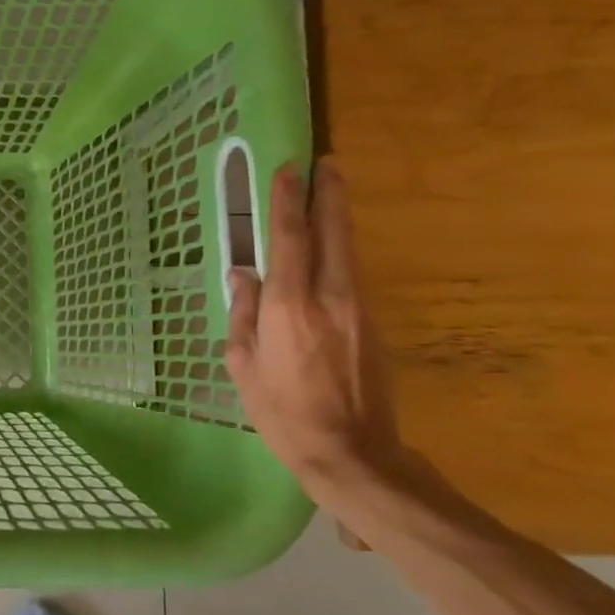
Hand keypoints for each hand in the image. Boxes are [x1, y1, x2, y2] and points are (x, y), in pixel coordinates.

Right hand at [224, 158, 405, 491]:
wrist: (351, 452)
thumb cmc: (281, 411)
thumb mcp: (242, 364)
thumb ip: (242, 314)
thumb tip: (242, 274)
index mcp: (288, 307)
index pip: (289, 239)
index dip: (288, 201)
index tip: (289, 170)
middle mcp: (329, 298)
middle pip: (332, 234)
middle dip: (330, 196)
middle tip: (328, 163)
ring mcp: (358, 310)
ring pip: (347, 252)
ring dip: (337, 220)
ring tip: (330, 195)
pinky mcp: (373, 326)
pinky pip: (350, 278)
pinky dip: (338, 254)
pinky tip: (328, 253)